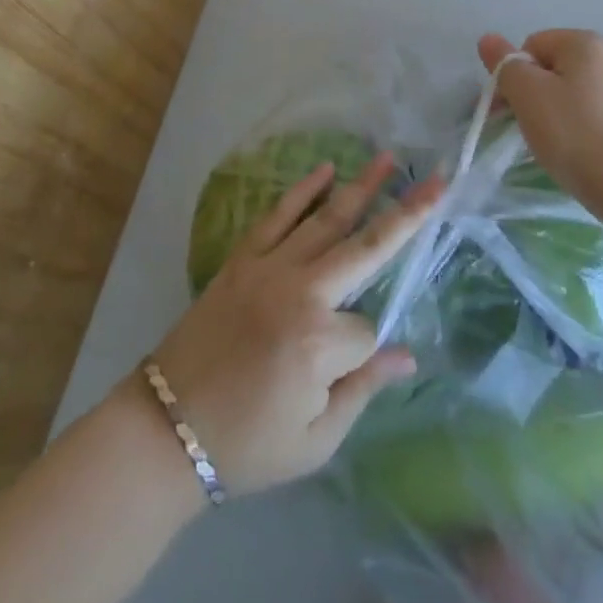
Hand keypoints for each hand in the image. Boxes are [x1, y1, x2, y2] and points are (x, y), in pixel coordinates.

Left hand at [146, 154, 441, 496]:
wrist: (167, 426)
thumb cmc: (247, 444)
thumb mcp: (315, 441)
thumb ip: (364, 390)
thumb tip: (407, 354)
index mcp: (319, 343)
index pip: (368, 330)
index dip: (364, 354)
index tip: (339, 374)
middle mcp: (301, 292)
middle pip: (366, 247)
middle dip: (406, 213)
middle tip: (436, 181)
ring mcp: (269, 267)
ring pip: (326, 220)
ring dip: (361, 187)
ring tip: (388, 158)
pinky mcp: (243, 257)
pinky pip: (277, 215)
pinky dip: (302, 190)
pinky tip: (325, 169)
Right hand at [479, 30, 602, 200]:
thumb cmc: (577, 138)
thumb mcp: (527, 98)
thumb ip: (506, 65)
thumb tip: (490, 39)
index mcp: (584, 42)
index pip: (533, 46)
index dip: (514, 76)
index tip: (509, 112)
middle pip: (564, 64)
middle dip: (544, 90)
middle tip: (535, 130)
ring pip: (596, 84)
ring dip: (579, 102)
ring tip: (573, 141)